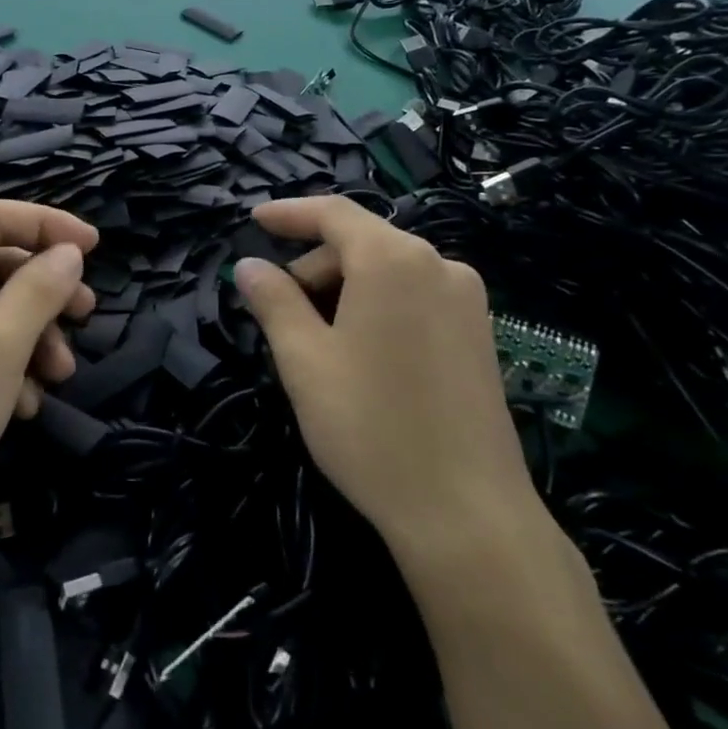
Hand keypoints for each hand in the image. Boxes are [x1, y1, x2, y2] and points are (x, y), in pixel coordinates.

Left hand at [0, 200, 97, 554]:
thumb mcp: (0, 347)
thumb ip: (39, 290)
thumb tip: (69, 252)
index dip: (49, 224)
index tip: (95, 248)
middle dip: (45, 292)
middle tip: (86, 316)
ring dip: (32, 336)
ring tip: (58, 376)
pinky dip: (5, 363)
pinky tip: (23, 405)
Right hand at [232, 196, 541, 572]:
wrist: (468, 515)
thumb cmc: (371, 426)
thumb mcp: (304, 359)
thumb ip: (273, 301)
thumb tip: (248, 265)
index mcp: (394, 260)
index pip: (333, 213)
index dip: (289, 213)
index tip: (254, 220)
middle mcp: (440, 266)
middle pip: (360, 243)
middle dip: (313, 267)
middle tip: (279, 313)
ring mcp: (468, 302)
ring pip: (387, 272)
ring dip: (342, 290)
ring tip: (317, 344)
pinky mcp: (479, 336)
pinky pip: (414, 297)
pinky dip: (376, 307)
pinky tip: (360, 355)